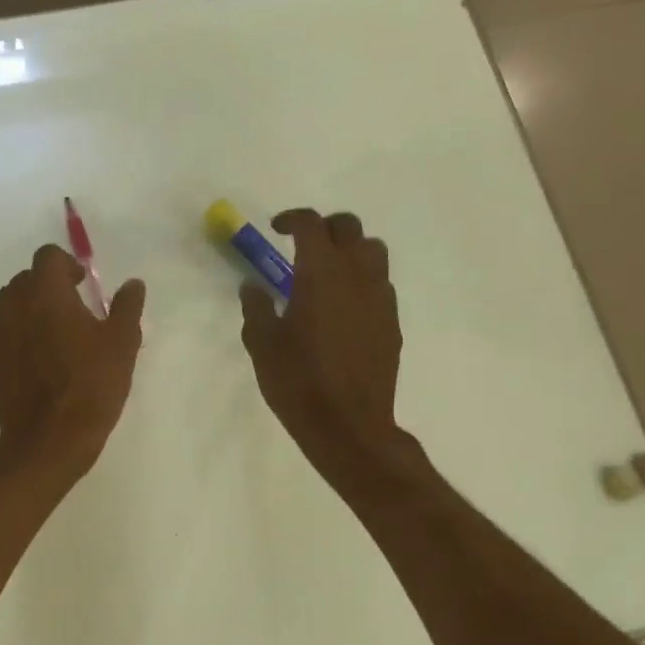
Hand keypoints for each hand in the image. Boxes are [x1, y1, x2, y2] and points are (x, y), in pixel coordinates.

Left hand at [0, 244, 145, 481]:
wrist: (47, 441)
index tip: (82, 284)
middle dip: (47, 286)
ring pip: (10, 307)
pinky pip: (4, 337)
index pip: (47, 256)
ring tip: (55, 335)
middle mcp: (14, 306)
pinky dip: (19, 338)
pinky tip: (39, 362)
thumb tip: (133, 284)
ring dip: (30, 310)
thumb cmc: (90, 386)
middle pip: (25, 279)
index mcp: (46, 293)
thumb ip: (126, 307)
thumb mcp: (122, 344)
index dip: (66, 264)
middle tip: (73, 308)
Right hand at [240, 209, 402, 480]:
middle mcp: (356, 275)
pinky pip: (381, 283)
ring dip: (350, 249)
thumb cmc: (298, 381)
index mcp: (320, 273)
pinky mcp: (392, 322)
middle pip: (349, 227)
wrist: (349, 425)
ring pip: (374, 251)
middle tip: (303, 245)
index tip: (276, 229)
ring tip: (328, 271)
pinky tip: (344, 306)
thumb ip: (256, 306)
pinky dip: (363, 280)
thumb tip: (253, 286)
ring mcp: (380, 298)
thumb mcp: (262, 343)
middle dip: (325, 227)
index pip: (312, 224)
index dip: (293, 219)